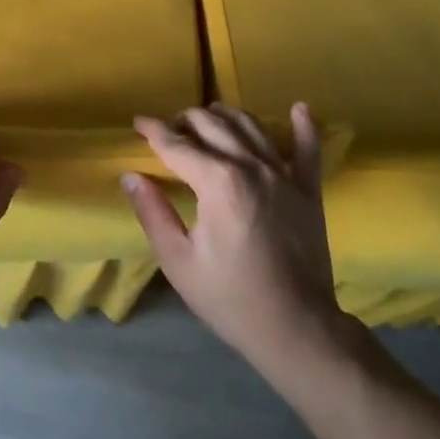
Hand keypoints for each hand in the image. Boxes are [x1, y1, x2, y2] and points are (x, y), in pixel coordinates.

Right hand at [124, 104, 362, 375]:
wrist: (298, 329)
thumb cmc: (231, 298)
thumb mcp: (179, 261)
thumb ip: (152, 212)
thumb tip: (131, 176)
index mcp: (217, 182)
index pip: (177, 144)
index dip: (153, 131)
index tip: (138, 123)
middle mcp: (251, 166)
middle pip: (212, 124)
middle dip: (184, 120)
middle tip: (168, 130)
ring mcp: (284, 174)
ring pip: (250, 125)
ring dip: (224, 115)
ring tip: (207, 119)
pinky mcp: (308, 189)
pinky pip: (308, 149)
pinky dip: (303, 126)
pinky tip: (298, 109)